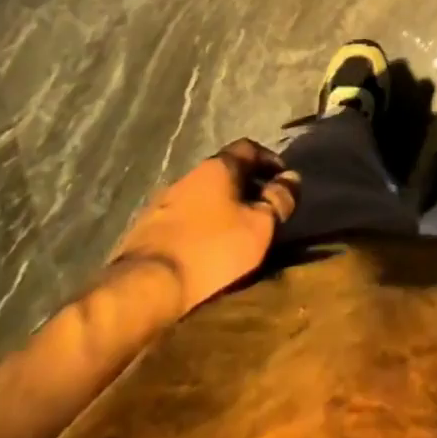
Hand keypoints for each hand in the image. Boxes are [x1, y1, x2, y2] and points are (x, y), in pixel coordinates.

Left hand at [110, 140, 299, 314]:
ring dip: (220, 208)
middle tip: (261, 209)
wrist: (144, 289)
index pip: (249, 148)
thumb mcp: (259, 227)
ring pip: (201, 196)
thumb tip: (292, 178)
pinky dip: (198, 226)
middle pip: (224, 172)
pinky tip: (203, 249)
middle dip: (245, 186)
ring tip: (233, 233)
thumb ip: (279, 200)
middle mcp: (189, 175)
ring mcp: (163, 202)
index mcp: (218, 167)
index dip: (269, 161)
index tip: (282, 181)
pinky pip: (182, 219)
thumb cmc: (211, 251)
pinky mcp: (146, 230)